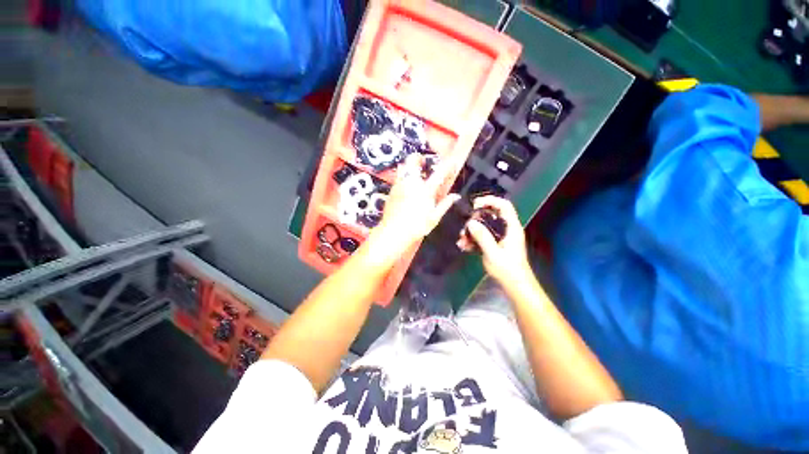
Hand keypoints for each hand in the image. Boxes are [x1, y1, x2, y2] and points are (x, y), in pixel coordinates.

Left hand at [366, 154, 459, 264]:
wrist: (394, 232)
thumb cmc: (417, 226)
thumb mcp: (434, 217)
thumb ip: (445, 204)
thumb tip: (455, 196)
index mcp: (425, 190)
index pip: (439, 173)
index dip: (447, 165)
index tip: (452, 162)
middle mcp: (411, 183)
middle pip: (413, 161)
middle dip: (419, 158)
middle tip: (424, 164)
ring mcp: (399, 186)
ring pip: (402, 167)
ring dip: (409, 167)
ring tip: (414, 175)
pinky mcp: (391, 191)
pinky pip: (397, 178)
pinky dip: (403, 178)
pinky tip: (406, 188)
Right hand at [458, 196, 530, 282]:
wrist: (515, 286)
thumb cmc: (508, 270)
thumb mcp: (493, 253)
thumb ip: (482, 236)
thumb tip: (470, 223)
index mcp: (511, 228)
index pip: (503, 206)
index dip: (490, 201)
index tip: (475, 205)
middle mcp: (507, 229)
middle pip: (490, 215)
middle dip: (475, 220)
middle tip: (464, 228)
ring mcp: (501, 237)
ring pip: (484, 226)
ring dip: (471, 232)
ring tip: (461, 241)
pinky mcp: (495, 244)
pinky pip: (483, 236)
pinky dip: (473, 240)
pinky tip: (464, 246)